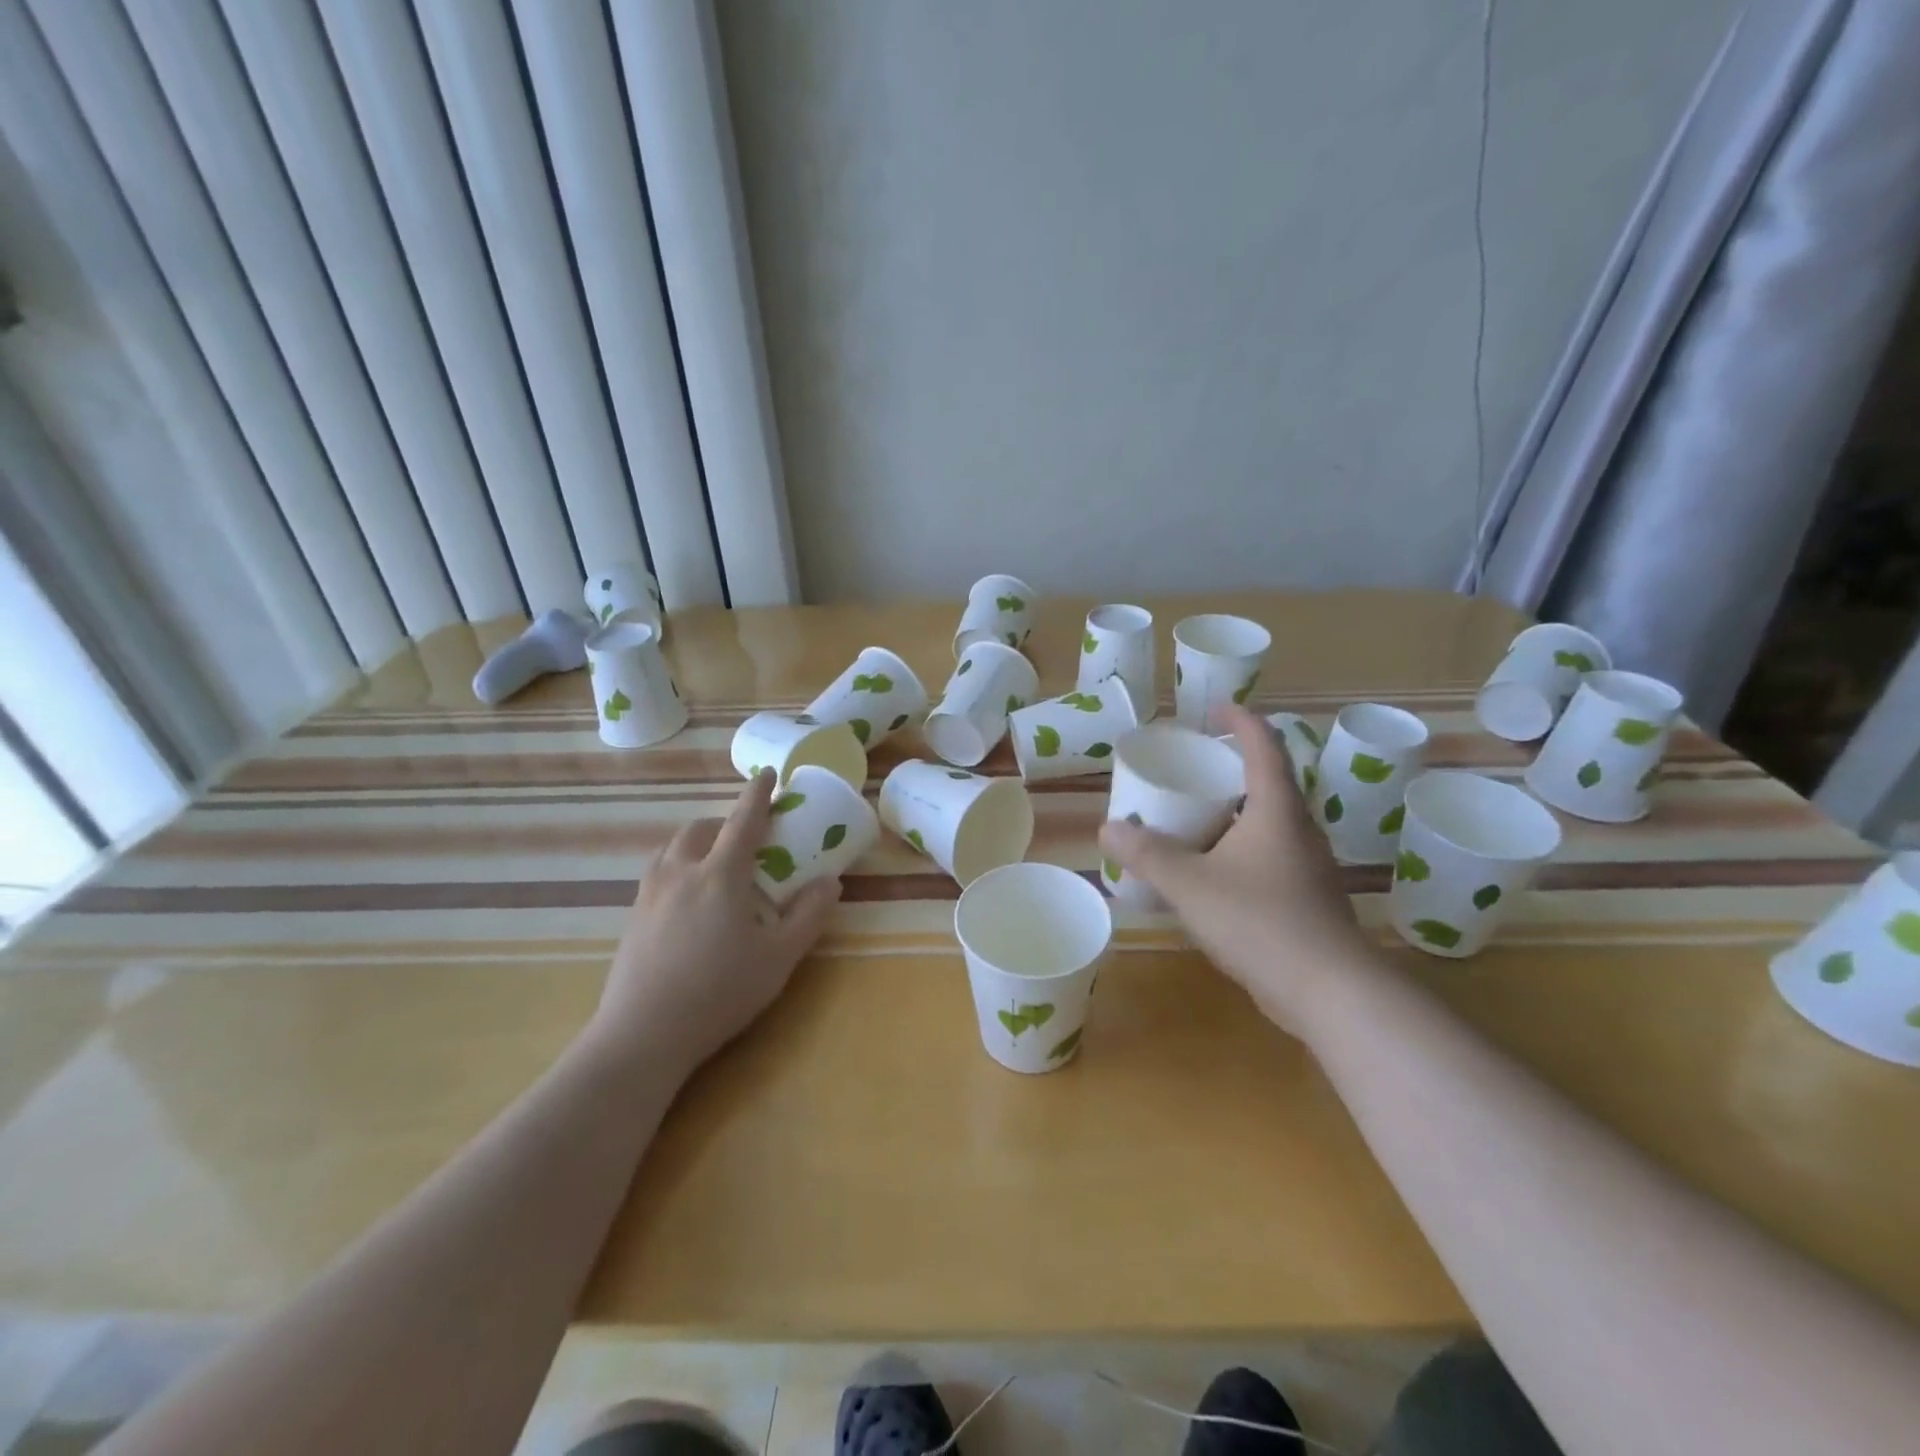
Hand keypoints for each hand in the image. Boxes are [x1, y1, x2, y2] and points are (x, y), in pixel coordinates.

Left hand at [591, 770, 841, 1077]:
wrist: (643, 1034)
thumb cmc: (719, 992)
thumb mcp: (779, 958)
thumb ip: (809, 915)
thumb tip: (830, 882)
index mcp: (720, 874)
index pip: (742, 821)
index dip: (757, 794)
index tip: (766, 774)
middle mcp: (681, 872)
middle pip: (700, 829)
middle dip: (723, 823)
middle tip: (745, 839)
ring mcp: (650, 894)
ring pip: (673, 848)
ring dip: (697, 842)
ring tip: (714, 864)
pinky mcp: (632, 917)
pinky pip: (658, 873)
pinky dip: (678, 866)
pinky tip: (687, 900)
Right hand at [1099, 705, 1376, 1032]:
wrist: (1330, 991)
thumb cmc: (1261, 921)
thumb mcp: (1191, 884)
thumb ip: (1147, 855)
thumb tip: (1108, 828)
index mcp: (1276, 809)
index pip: (1264, 746)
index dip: (1241, 720)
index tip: (1214, 709)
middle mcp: (1297, 829)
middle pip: (1265, 782)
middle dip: (1227, 769)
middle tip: (1188, 769)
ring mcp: (1305, 866)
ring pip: (1264, 823)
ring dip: (1230, 813)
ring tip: (1189, 818)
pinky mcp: (1304, 898)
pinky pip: (1265, 856)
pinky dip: (1235, 849)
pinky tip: (1208, 873)